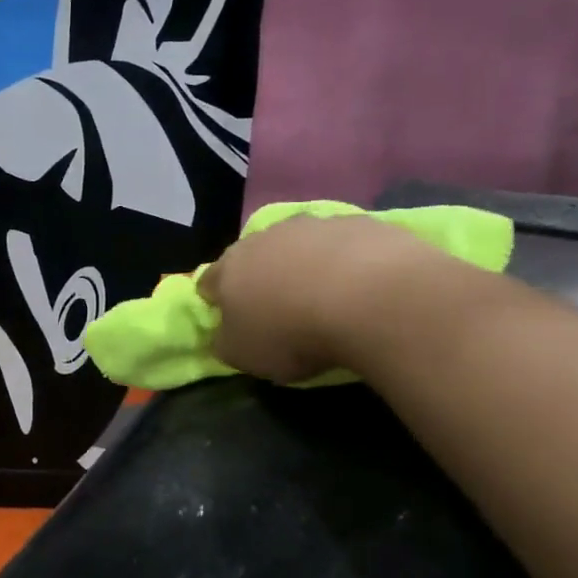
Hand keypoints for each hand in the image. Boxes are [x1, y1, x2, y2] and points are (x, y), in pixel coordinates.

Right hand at [198, 215, 439, 381]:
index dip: (216, 301)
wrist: (369, 298)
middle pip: (254, 256)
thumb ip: (225, 342)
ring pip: (299, 244)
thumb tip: (223, 333)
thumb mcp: (245, 355)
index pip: (208, 282)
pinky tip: (361, 287)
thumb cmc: (292, 333)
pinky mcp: (358, 222)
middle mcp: (265, 237)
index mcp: (230, 269)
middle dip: (261, 278)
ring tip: (326, 298)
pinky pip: (342, 244)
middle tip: (280, 309)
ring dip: (305, 265)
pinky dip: (345, 261)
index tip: (232, 321)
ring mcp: (313, 224)